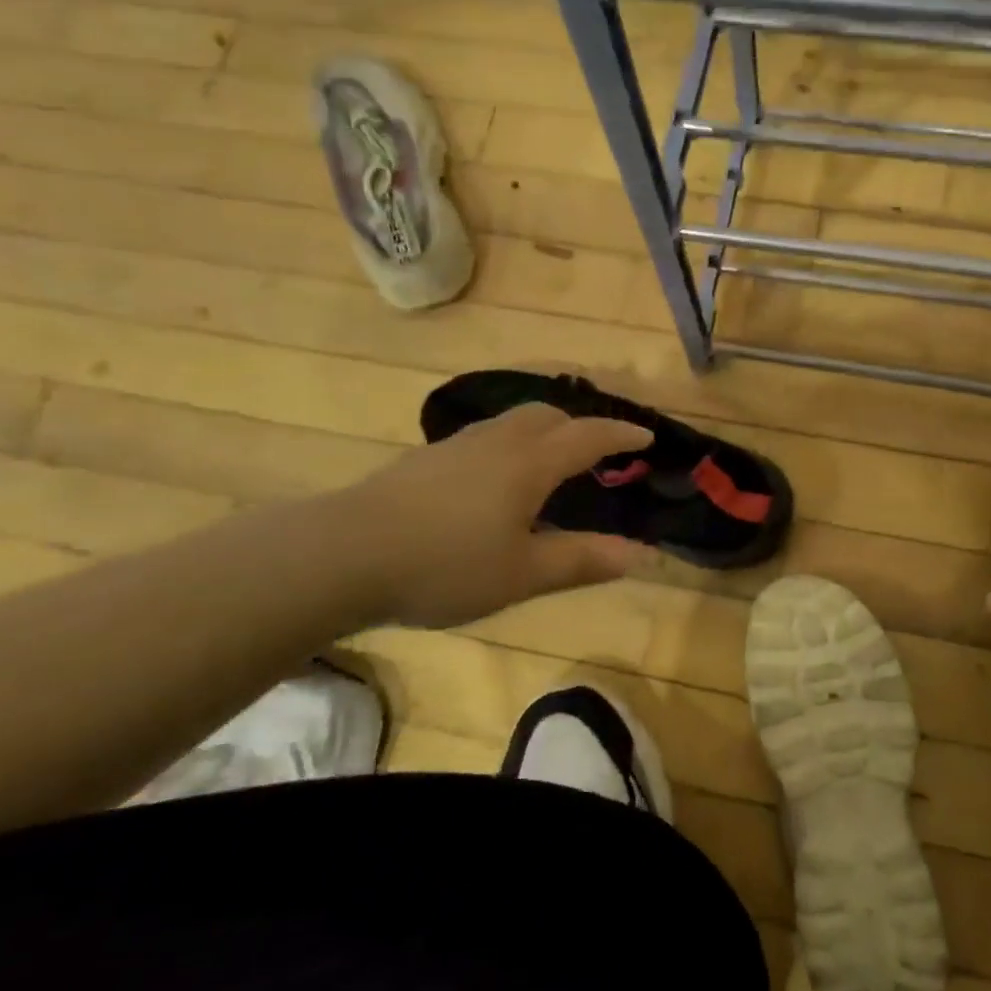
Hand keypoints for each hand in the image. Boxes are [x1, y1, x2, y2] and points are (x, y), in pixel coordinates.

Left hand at [337, 403, 654, 628]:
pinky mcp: (426, 458)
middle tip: (597, 453)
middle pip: (548, 416)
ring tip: (550, 464)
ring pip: (513, 422)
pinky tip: (496, 482)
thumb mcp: (522, 574)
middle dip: (580, 427)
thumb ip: (582, 560)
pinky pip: (486, 437)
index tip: (646, 436)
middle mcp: (497, 442)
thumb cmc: (445, 565)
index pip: (588, 437)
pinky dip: (511, 445)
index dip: (621, 434)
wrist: (344, 553)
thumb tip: (639, 554)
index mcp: (529, 464)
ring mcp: (457, 446)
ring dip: (543, 432)